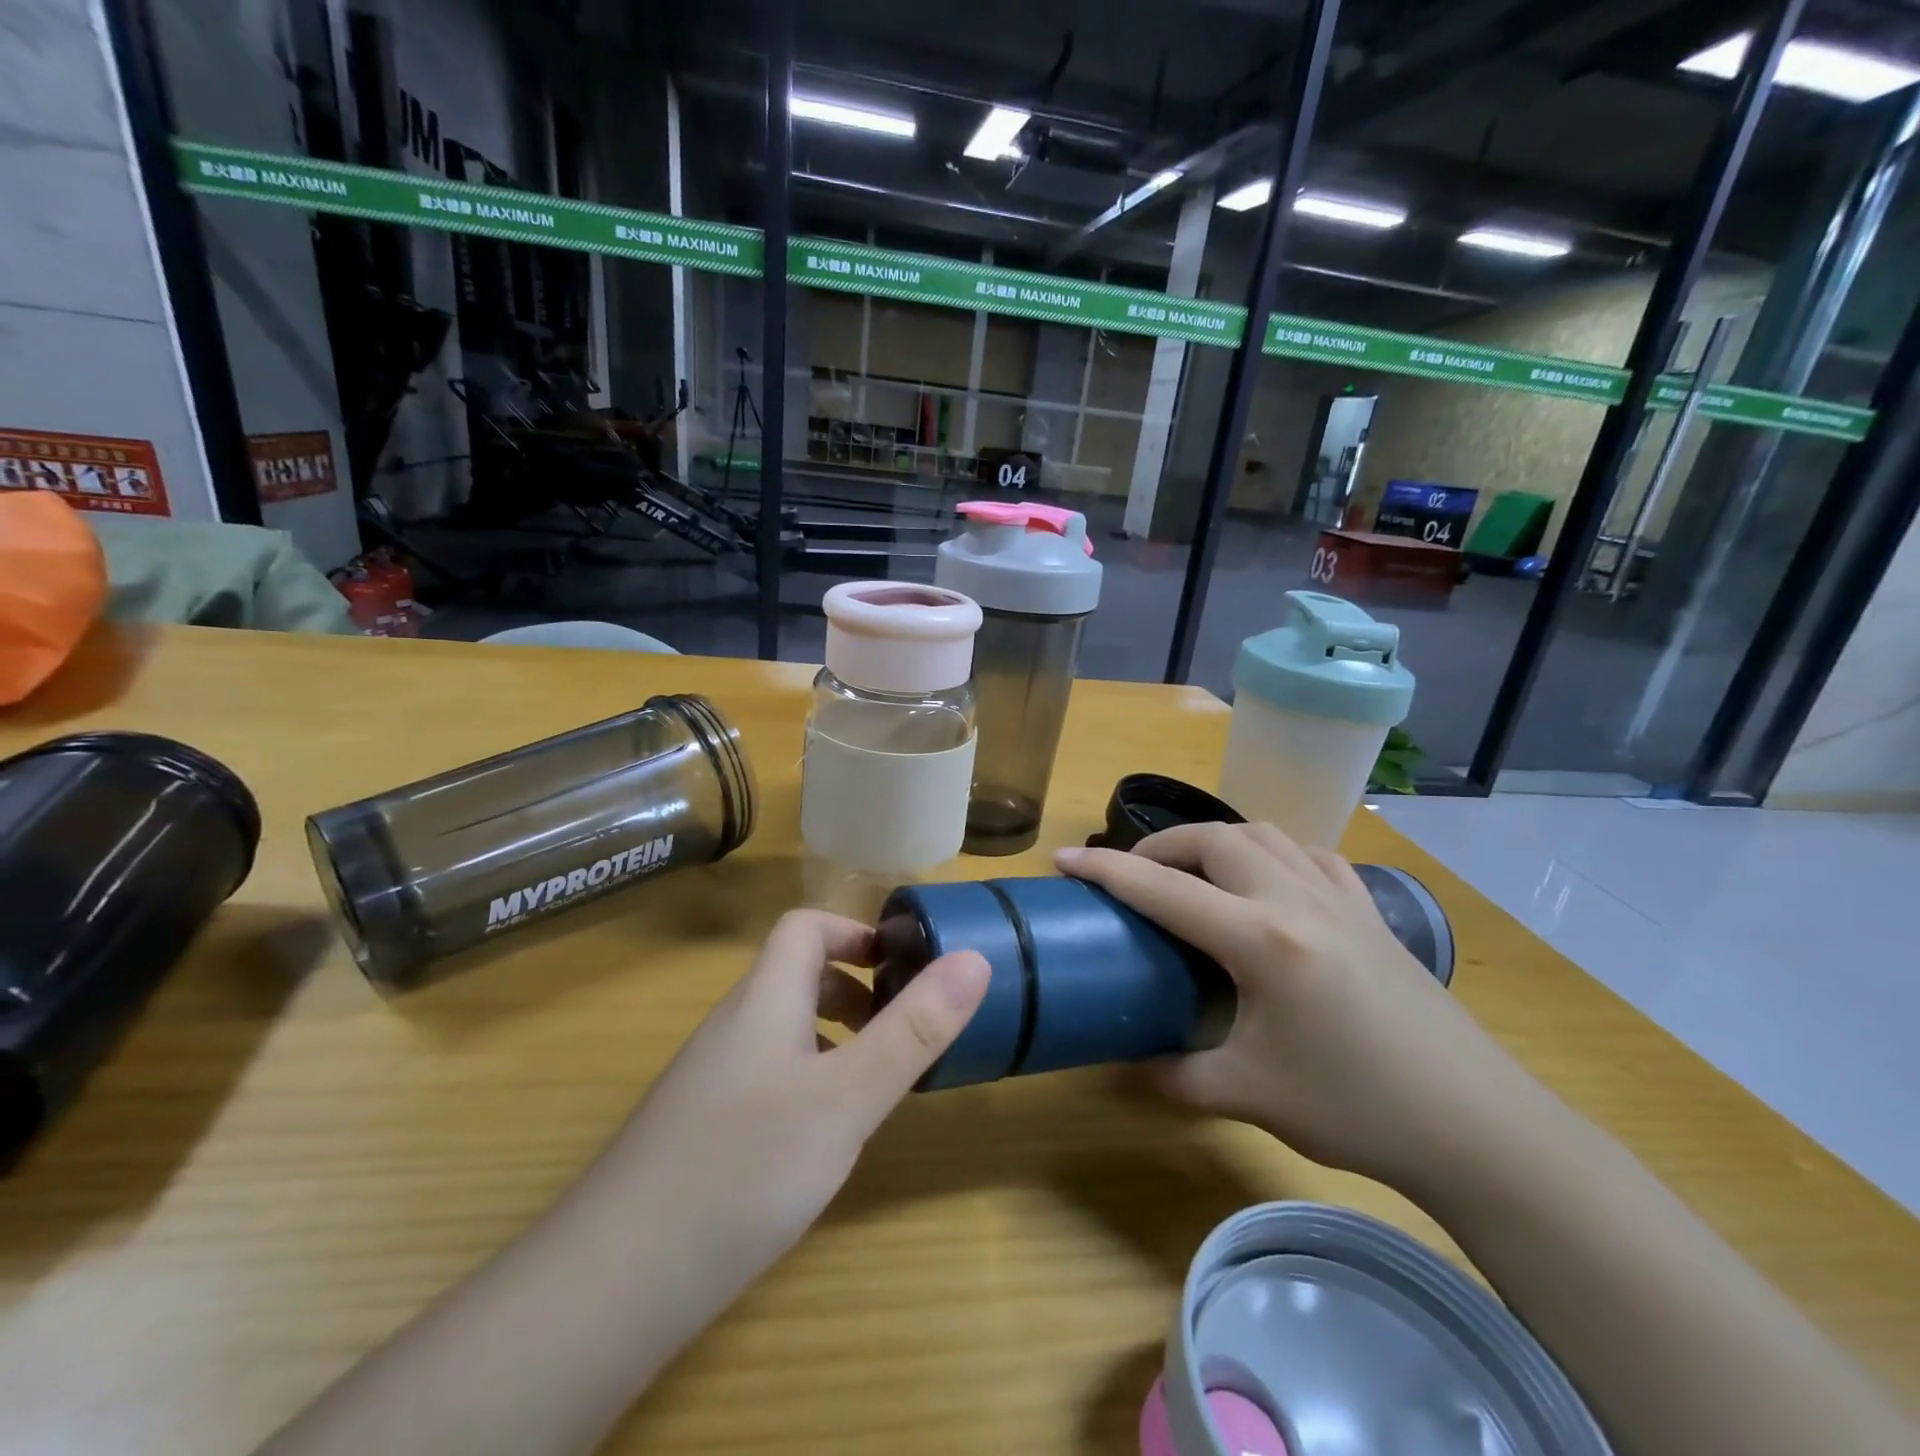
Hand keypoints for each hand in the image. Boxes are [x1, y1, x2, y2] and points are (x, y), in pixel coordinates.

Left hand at [603, 911, 988, 1322]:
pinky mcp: (698, 1128)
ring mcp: (709, 1079)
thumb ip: (913, 1030)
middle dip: (853, 989)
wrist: (613, 1283)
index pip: (804, 928)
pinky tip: (818, 1141)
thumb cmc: (745, 1167)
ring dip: (832, 1038)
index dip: (854, 931)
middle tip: (899, 1029)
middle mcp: (732, 1026)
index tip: (901, 964)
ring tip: (871, 1085)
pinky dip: (804, 1083)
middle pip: (794, 977)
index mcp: (764, 1000)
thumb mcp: (848, 1098)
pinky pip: (764, 1077)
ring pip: (780, 1030)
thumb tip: (975, 959)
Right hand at [1056, 823, 1535, 1192]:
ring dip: (1215, 841)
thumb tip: (1122, 1069)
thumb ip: (1174, 1075)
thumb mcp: (1249, 1093)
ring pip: (1263, 835)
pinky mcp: (1370, 911)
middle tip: (1133, 878)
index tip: (1063, 858)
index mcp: (1260, 938)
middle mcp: (1295, 899)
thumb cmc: (1356, 1108)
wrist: (1477, 1127)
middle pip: (1212, 840)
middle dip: (1160, 848)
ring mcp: (1339, 898)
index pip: (1163, 889)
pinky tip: (1270, 882)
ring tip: (1193, 874)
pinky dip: (1274, 854)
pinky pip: (1312, 855)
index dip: (1106, 870)